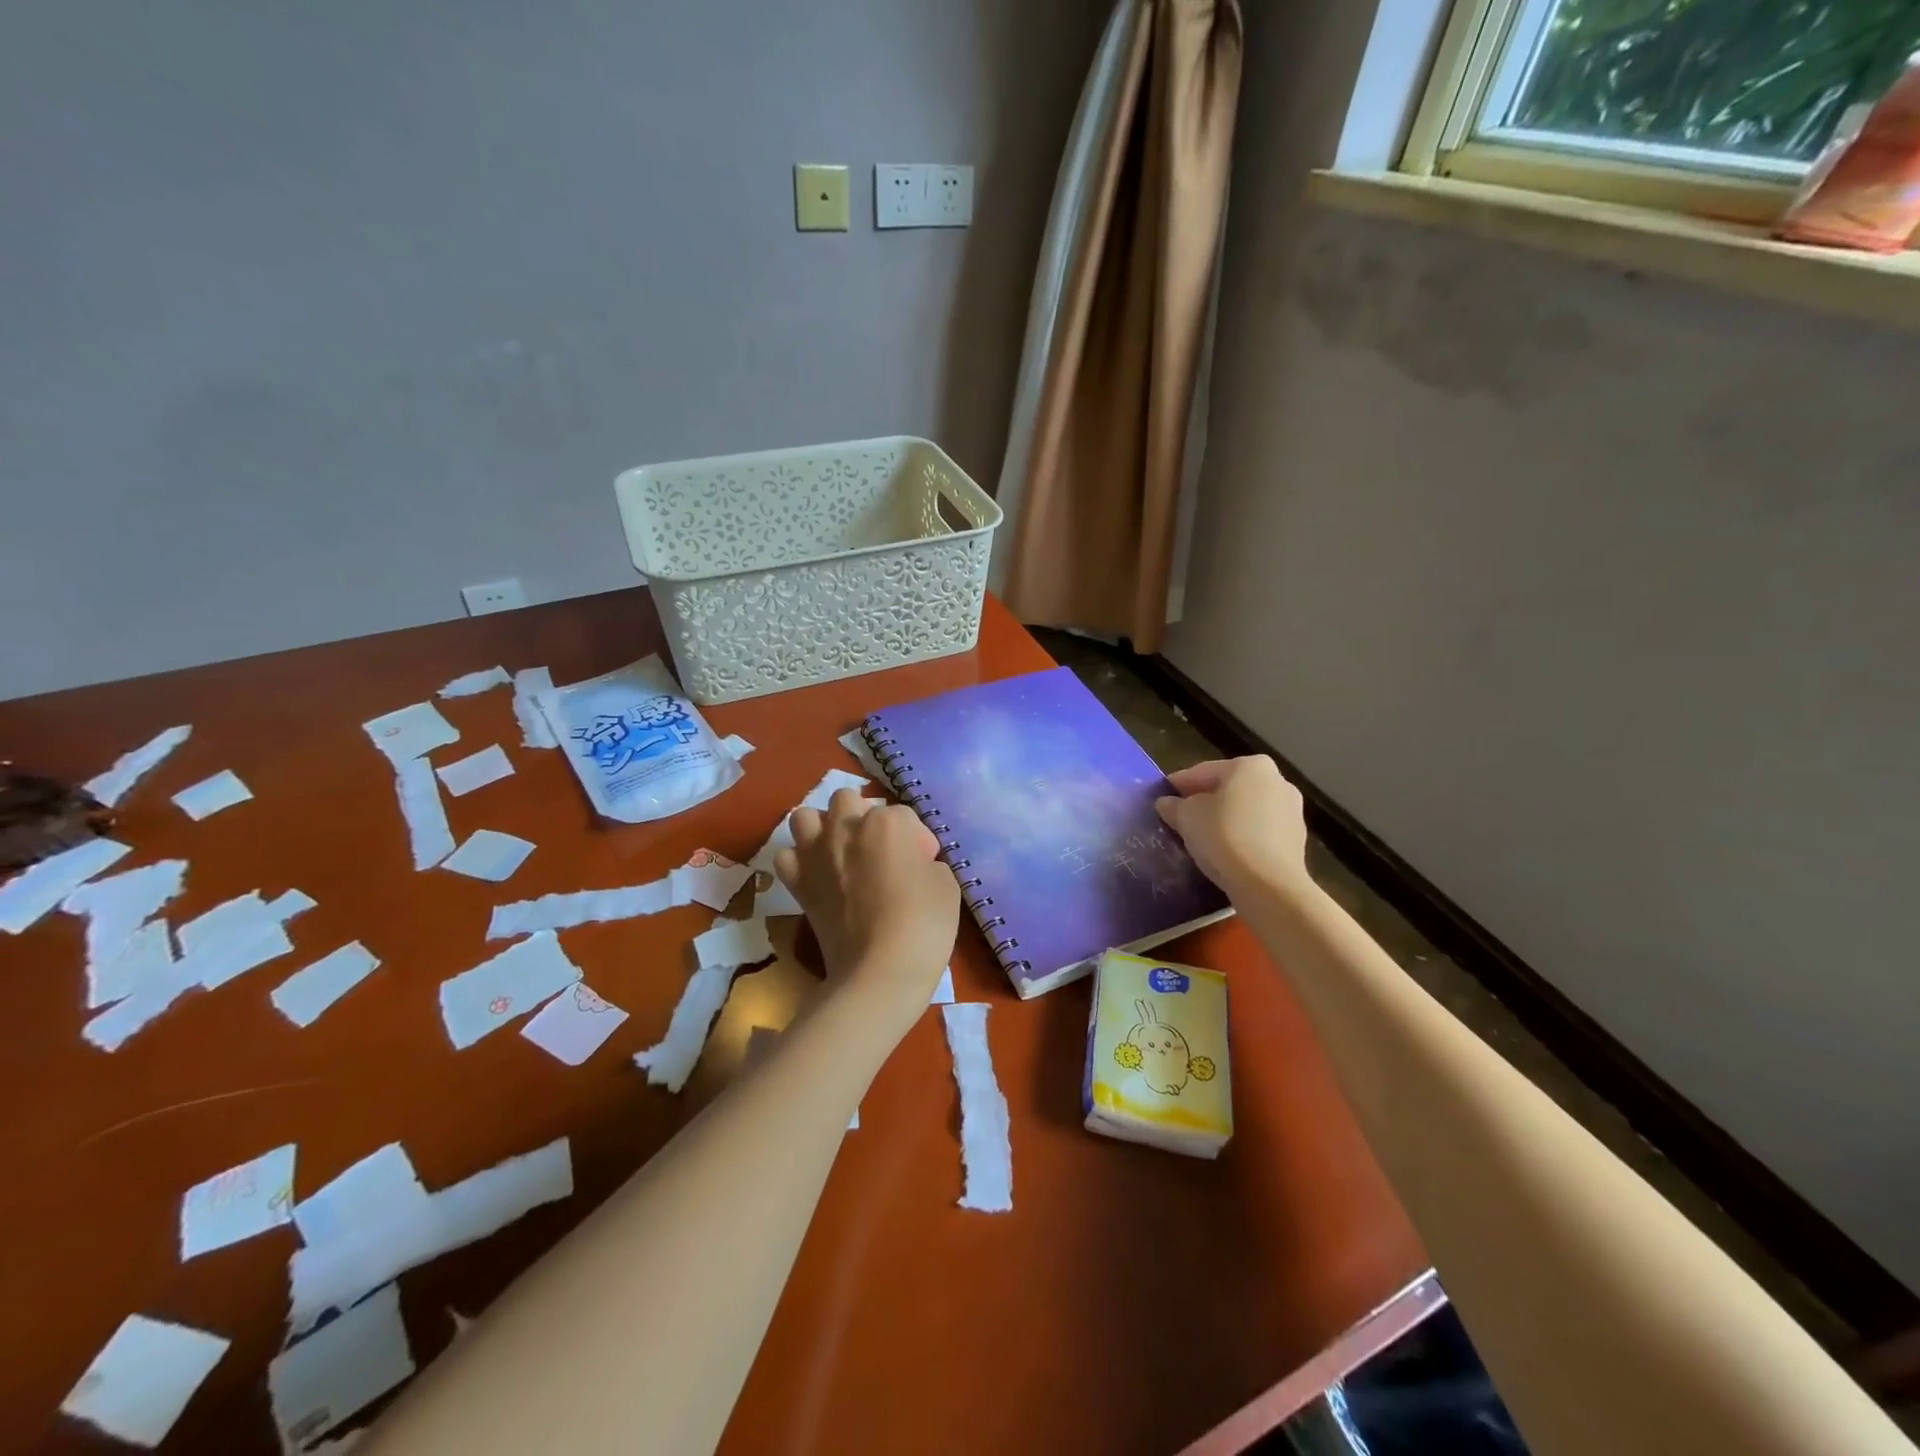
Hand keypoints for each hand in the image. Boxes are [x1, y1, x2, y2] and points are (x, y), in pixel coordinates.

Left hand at [775, 789, 958, 1015]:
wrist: (879, 972)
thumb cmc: (923, 924)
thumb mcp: (946, 885)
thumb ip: (927, 862)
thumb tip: (913, 865)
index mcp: (886, 822)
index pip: (904, 816)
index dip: (917, 840)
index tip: (924, 865)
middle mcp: (845, 827)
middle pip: (848, 801)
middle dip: (864, 817)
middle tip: (880, 850)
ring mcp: (816, 854)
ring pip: (806, 817)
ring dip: (822, 827)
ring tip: (840, 851)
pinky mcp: (797, 884)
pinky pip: (787, 856)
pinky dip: (799, 861)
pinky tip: (817, 875)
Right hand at [1155, 757, 1310, 900]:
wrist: (1268, 884)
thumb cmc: (1223, 836)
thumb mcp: (1186, 817)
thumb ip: (1174, 806)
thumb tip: (1167, 804)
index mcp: (1250, 765)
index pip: (1204, 771)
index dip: (1179, 784)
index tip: (1162, 796)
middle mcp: (1277, 781)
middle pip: (1229, 788)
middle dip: (1206, 800)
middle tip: (1180, 817)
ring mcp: (1291, 811)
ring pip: (1247, 810)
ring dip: (1225, 819)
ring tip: (1202, 837)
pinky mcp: (1297, 840)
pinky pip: (1260, 831)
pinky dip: (1242, 836)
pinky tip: (1226, 851)